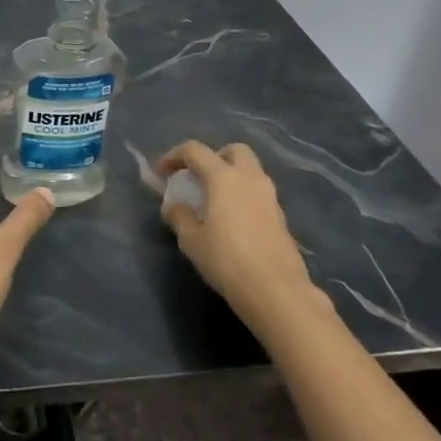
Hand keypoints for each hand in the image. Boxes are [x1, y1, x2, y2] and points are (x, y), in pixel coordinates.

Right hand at [158, 140, 313, 327]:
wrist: (275, 290)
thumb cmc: (226, 260)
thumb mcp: (191, 240)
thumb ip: (179, 216)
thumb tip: (174, 206)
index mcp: (223, 178)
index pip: (195, 150)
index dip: (173, 156)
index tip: (160, 173)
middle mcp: (249, 178)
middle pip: (233, 150)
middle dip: (213, 157)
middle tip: (198, 177)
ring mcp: (269, 196)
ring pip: (250, 170)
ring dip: (230, 175)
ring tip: (213, 200)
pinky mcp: (280, 216)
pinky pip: (258, 192)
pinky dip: (243, 194)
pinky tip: (232, 219)